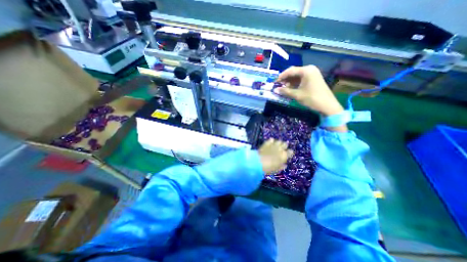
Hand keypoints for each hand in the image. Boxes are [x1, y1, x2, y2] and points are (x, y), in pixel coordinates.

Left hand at [259, 139, 290, 173]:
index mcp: (284, 156)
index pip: (290, 152)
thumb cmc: (269, 168)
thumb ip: (282, 166)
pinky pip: (271, 140)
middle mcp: (280, 149)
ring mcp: (273, 145)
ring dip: (278, 143)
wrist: (259, 162)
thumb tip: (284, 164)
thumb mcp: (277, 169)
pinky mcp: (267, 143)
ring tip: (277, 145)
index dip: (289, 152)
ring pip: (279, 141)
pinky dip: (271, 141)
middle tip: (282, 148)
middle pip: (285, 144)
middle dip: (284, 146)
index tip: (288, 154)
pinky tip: (270, 142)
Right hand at [275, 65, 343, 116]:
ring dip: (289, 82)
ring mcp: (312, 74)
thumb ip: (285, 91)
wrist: (327, 105)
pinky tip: (290, 89)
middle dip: (285, 79)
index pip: (290, 71)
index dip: (281, 76)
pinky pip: (301, 79)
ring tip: (283, 89)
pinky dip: (295, 84)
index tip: (274, 82)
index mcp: (306, 70)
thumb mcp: (297, 95)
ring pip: (297, 76)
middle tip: (278, 86)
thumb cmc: (311, 98)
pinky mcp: (313, 79)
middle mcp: (309, 69)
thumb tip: (275, 90)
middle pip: (293, 72)